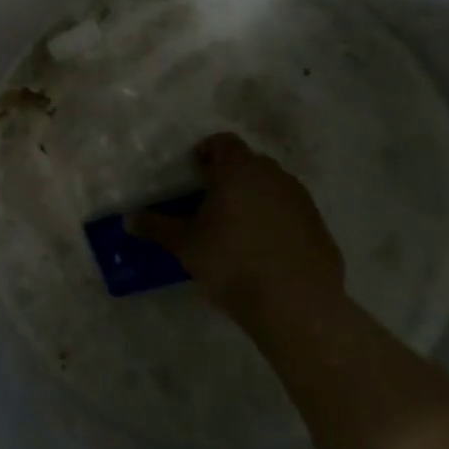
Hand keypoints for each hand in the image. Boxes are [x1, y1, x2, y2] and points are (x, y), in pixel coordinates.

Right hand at [132, 133, 345, 322]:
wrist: (296, 306)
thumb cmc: (232, 264)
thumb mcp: (185, 246)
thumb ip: (156, 227)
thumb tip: (128, 219)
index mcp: (239, 171)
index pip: (223, 142)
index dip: (207, 152)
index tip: (194, 173)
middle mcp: (273, 176)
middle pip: (249, 162)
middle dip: (231, 175)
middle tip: (212, 202)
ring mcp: (302, 201)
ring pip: (273, 187)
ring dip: (256, 197)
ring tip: (239, 228)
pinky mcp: (319, 228)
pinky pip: (292, 213)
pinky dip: (278, 221)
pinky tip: (266, 251)